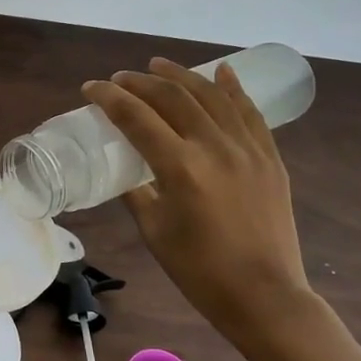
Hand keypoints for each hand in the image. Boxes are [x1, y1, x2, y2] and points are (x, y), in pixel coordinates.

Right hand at [82, 59, 311, 340]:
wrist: (263, 295)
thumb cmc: (198, 270)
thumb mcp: (154, 229)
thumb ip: (136, 192)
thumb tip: (124, 170)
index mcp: (180, 168)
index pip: (136, 118)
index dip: (109, 98)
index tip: (91, 88)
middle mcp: (215, 148)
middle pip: (173, 98)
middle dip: (141, 83)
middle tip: (120, 79)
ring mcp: (248, 149)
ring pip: (211, 96)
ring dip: (182, 75)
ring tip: (159, 65)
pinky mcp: (269, 158)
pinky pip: (250, 113)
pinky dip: (233, 89)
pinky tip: (221, 72)